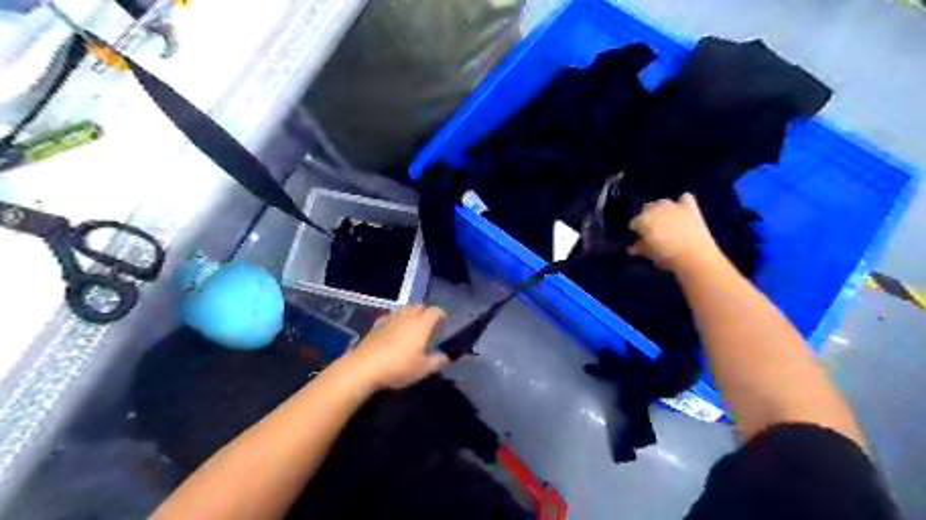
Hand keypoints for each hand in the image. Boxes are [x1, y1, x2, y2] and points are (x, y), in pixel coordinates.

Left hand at [345, 306, 451, 389]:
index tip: (444, 324)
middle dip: (426, 312)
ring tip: (412, 325)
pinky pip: (391, 315)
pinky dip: (396, 318)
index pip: (436, 311)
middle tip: (429, 326)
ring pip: (404, 308)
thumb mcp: (424, 369)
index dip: (441, 315)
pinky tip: (394, 329)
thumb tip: (448, 356)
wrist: (365, 367)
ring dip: (411, 313)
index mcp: (422, 324)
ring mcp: (391, 318)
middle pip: (420, 306)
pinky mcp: (377, 324)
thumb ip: (439, 361)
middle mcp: (408, 316)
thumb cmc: (399, 367)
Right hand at [629, 191, 721, 270]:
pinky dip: (682, 203)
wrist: (694, 255)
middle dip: (648, 219)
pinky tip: (683, 211)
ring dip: (662, 210)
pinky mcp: (690, 206)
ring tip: (667, 222)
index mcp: (642, 220)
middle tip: (653, 232)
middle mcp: (655, 208)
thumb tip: (633, 247)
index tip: (641, 239)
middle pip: (646, 210)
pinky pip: (685, 198)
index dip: (637, 231)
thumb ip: (639, 247)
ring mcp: (673, 205)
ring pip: (662, 203)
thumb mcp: (649, 254)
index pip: (634, 223)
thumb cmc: (666, 256)